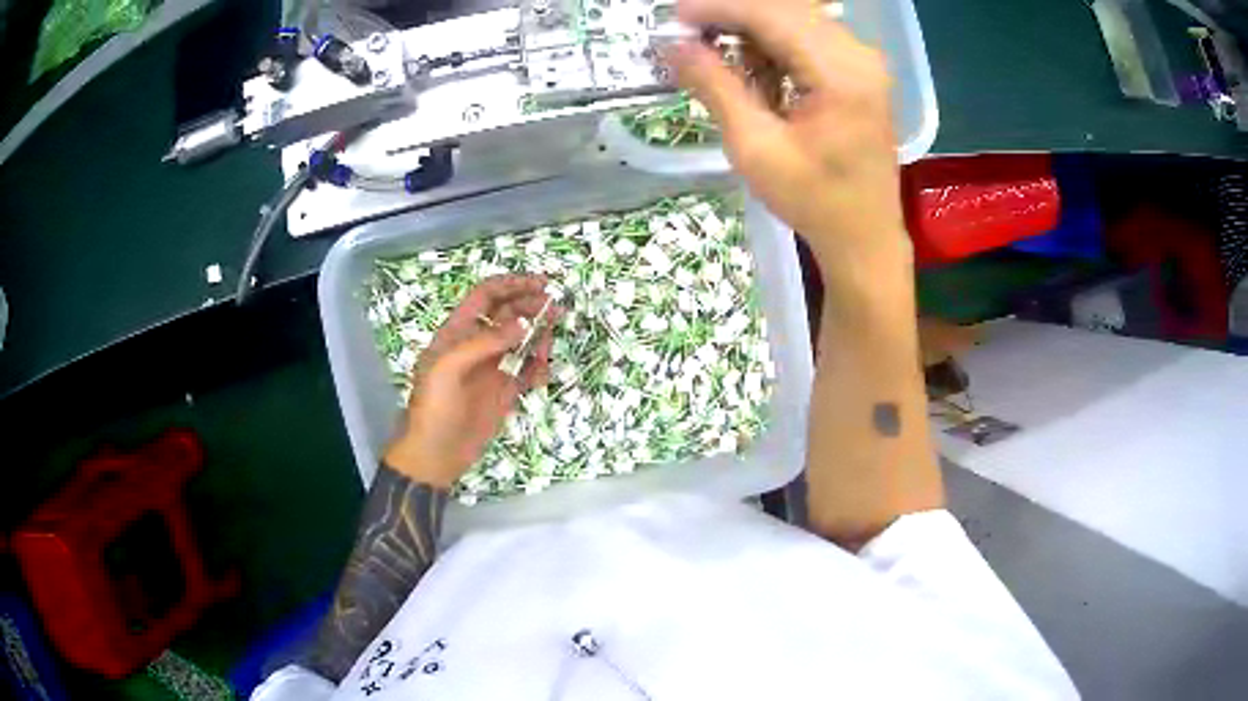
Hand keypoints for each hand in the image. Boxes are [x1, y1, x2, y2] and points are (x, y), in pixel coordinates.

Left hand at [383, 275, 560, 488]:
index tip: (540, 283)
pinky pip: (528, 372)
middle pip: (509, 315)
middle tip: (556, 310)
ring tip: (549, 348)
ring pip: (522, 342)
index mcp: (457, 333)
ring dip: (539, 338)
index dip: (512, 285)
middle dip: (532, 308)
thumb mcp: (448, 369)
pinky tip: (545, 373)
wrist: (435, 454)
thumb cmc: (433, 408)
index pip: (486, 296)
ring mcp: (492, 369)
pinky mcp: (505, 392)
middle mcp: (477, 345)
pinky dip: (540, 368)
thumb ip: (483, 343)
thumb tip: (524, 323)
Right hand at [666, 0, 908, 266]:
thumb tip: (674, 45)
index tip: (675, 18)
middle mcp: (859, 55)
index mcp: (840, 74)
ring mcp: (864, 61)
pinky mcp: (860, 71)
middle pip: (785, 9)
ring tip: (721, 60)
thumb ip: (716, 87)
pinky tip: (756, 72)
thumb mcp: (755, 148)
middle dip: (733, 16)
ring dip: (753, 31)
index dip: (719, 9)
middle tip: (691, 38)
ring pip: (796, 19)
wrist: (865, 236)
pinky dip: (775, 45)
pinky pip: (810, 37)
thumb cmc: (814, 201)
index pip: (771, 14)